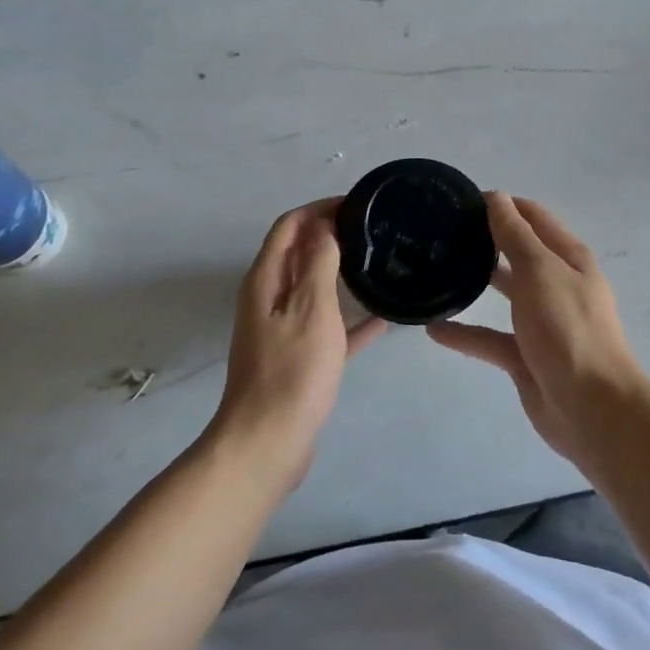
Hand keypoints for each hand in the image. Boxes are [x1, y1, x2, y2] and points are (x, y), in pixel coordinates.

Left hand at [212, 200, 384, 489]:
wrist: (268, 444)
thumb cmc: (292, 371)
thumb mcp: (311, 308)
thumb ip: (318, 262)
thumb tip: (324, 225)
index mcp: (266, 280)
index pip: (289, 226)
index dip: (319, 209)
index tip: (356, 204)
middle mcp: (269, 299)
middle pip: (299, 254)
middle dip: (331, 236)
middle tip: (373, 231)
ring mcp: (281, 330)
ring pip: (314, 289)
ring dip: (341, 274)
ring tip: (379, 264)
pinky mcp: (297, 358)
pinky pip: (326, 327)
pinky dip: (349, 319)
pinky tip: (382, 319)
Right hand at [427, 194, 643, 465]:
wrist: (592, 408)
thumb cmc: (568, 328)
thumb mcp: (540, 271)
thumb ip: (515, 235)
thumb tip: (496, 197)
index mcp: (567, 258)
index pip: (533, 217)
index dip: (502, 205)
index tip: (461, 201)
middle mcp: (556, 284)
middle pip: (518, 252)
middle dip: (486, 240)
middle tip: (442, 233)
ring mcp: (541, 322)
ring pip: (505, 293)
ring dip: (476, 281)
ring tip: (436, 270)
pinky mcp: (525, 356)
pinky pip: (490, 338)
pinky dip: (465, 333)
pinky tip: (434, 329)